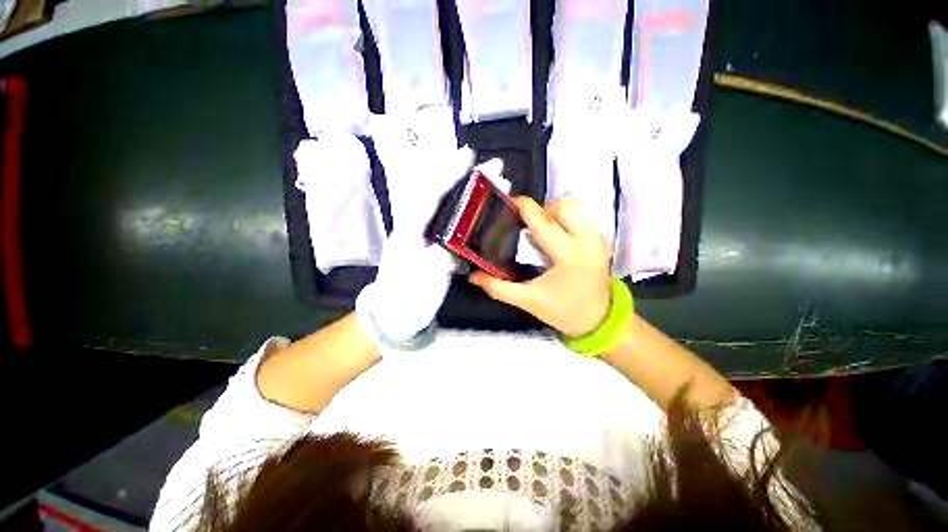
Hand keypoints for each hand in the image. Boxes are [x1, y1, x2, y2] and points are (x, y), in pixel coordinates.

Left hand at [358, 106, 473, 343]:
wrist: (395, 315)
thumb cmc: (408, 298)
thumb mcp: (424, 281)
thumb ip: (439, 260)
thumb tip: (454, 247)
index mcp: (409, 232)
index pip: (429, 197)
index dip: (448, 176)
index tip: (467, 158)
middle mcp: (417, 227)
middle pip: (441, 195)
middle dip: (466, 178)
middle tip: (493, 167)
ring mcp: (425, 236)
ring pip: (448, 206)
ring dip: (470, 192)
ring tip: (494, 181)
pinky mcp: (433, 245)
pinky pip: (451, 222)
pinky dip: (468, 211)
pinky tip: (482, 207)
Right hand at [469, 197, 612, 337]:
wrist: (599, 321)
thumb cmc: (564, 311)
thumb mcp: (528, 300)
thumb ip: (498, 288)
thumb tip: (473, 277)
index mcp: (569, 256)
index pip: (543, 222)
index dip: (524, 207)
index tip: (509, 202)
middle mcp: (587, 242)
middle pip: (565, 205)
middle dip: (543, 208)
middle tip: (528, 224)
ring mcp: (598, 239)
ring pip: (576, 208)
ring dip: (554, 212)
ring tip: (541, 230)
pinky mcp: (601, 241)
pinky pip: (582, 218)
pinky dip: (565, 220)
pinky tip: (555, 237)